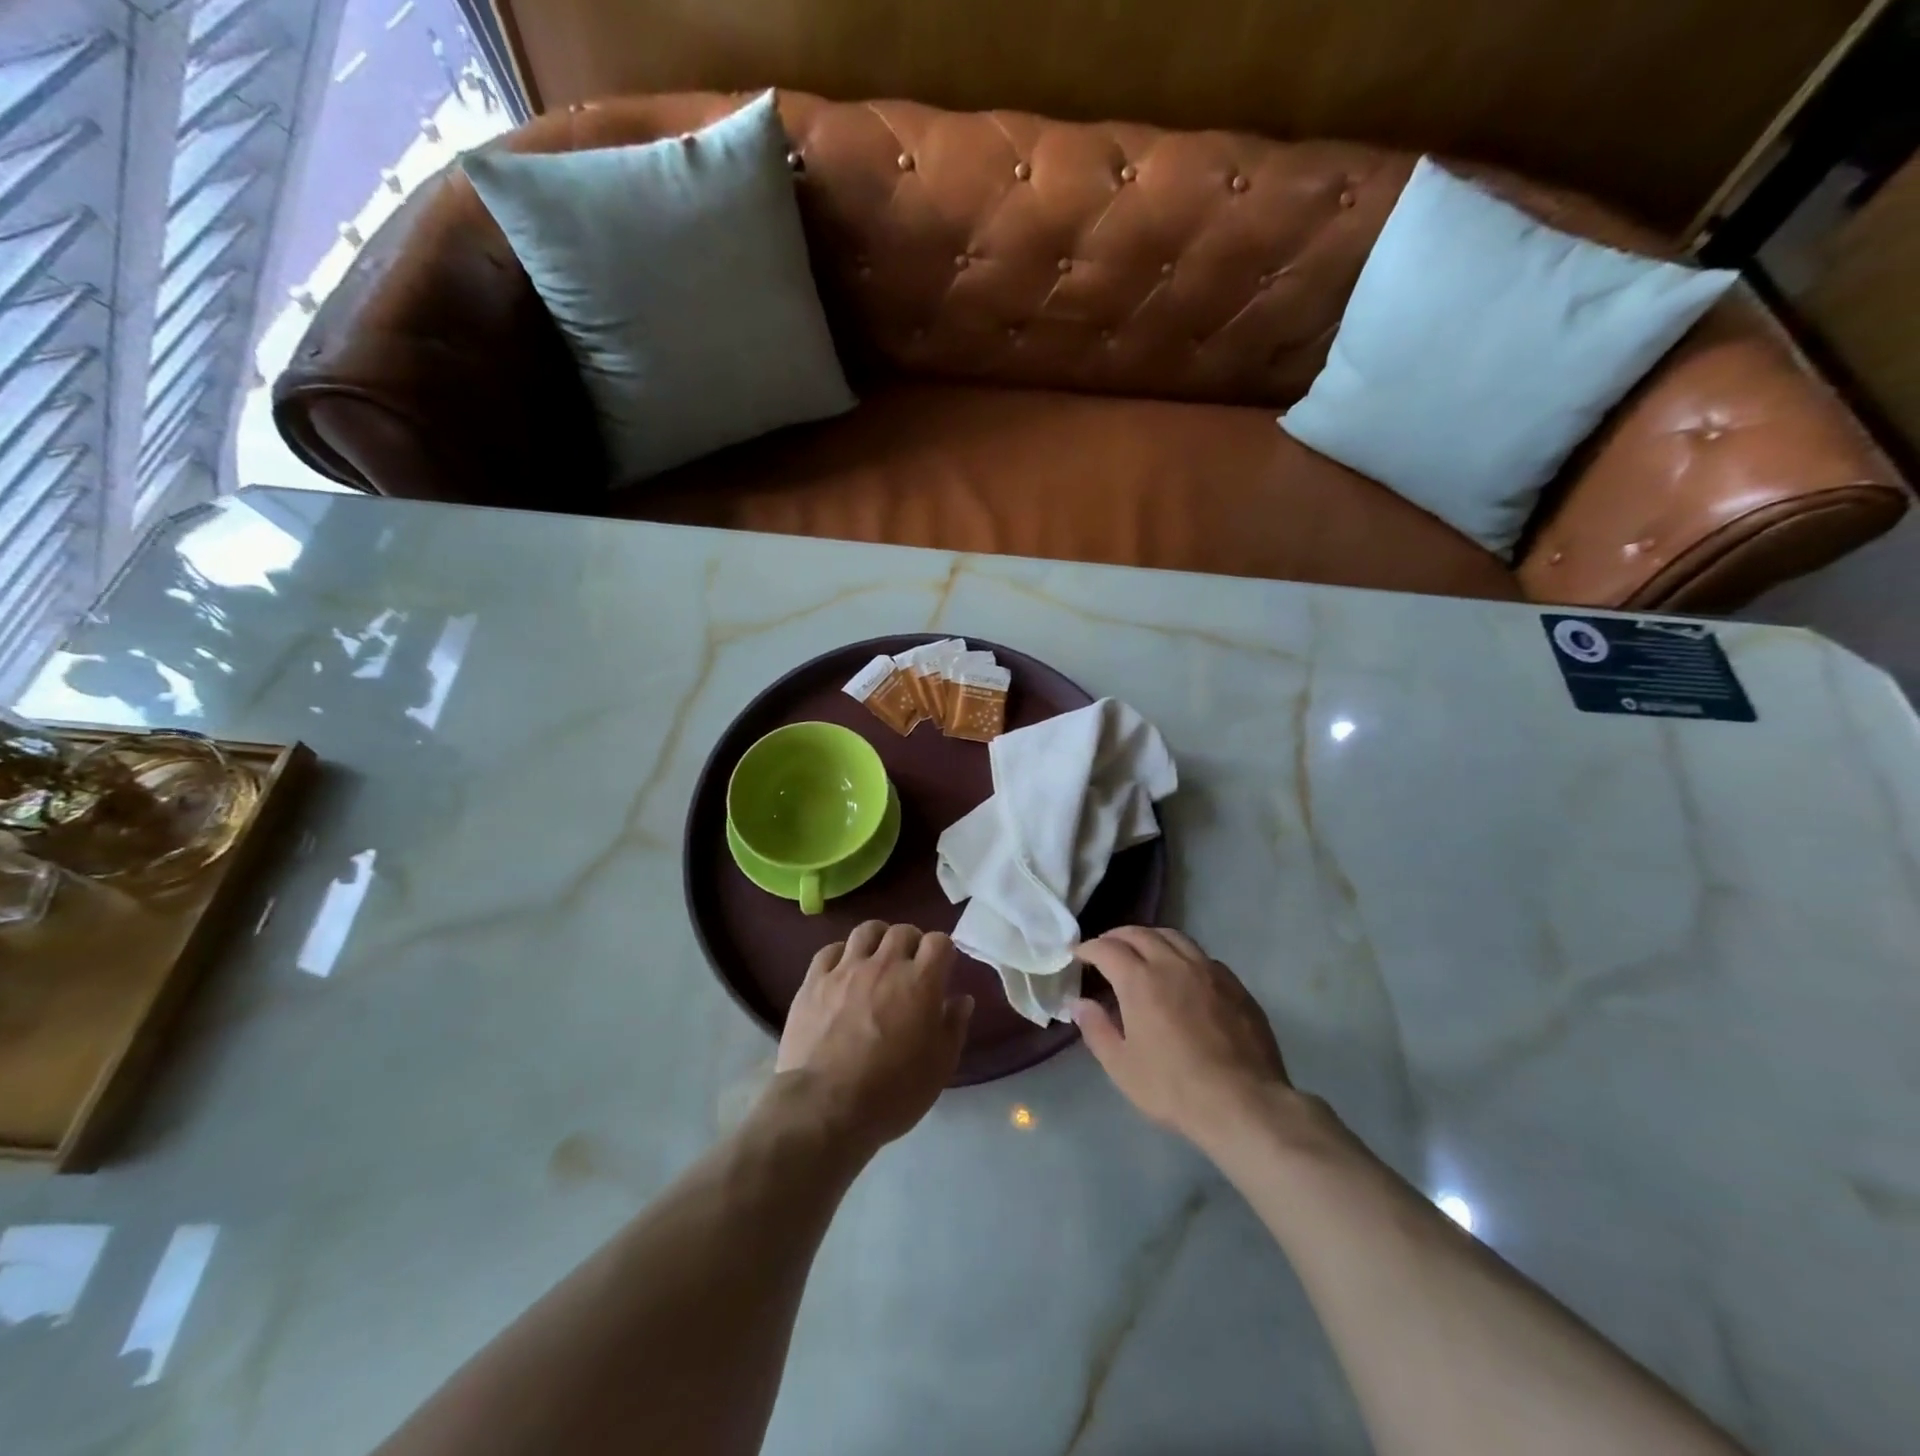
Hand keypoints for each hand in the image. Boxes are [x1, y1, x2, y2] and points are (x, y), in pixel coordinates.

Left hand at [775, 921, 973, 1155]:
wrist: (825, 1108)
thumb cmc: (892, 1093)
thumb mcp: (939, 1067)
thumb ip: (953, 1026)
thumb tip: (962, 999)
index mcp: (920, 982)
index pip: (939, 942)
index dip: (942, 953)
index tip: (941, 971)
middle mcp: (885, 965)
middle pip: (903, 931)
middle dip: (912, 943)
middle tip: (910, 968)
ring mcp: (846, 969)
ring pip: (867, 930)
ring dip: (878, 940)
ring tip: (877, 961)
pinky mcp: (814, 981)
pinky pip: (831, 950)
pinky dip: (842, 955)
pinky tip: (843, 973)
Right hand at [1072, 926, 1293, 1149]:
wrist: (1243, 1103)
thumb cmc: (1173, 1088)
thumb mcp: (1122, 1066)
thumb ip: (1096, 1029)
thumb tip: (1078, 1003)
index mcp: (1140, 980)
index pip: (1107, 949)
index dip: (1089, 948)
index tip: (1079, 955)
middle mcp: (1172, 963)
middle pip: (1140, 934)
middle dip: (1117, 937)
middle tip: (1106, 949)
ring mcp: (1208, 970)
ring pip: (1174, 937)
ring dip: (1150, 938)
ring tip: (1142, 951)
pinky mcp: (1234, 984)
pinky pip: (1201, 956)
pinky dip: (1181, 955)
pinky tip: (1182, 973)